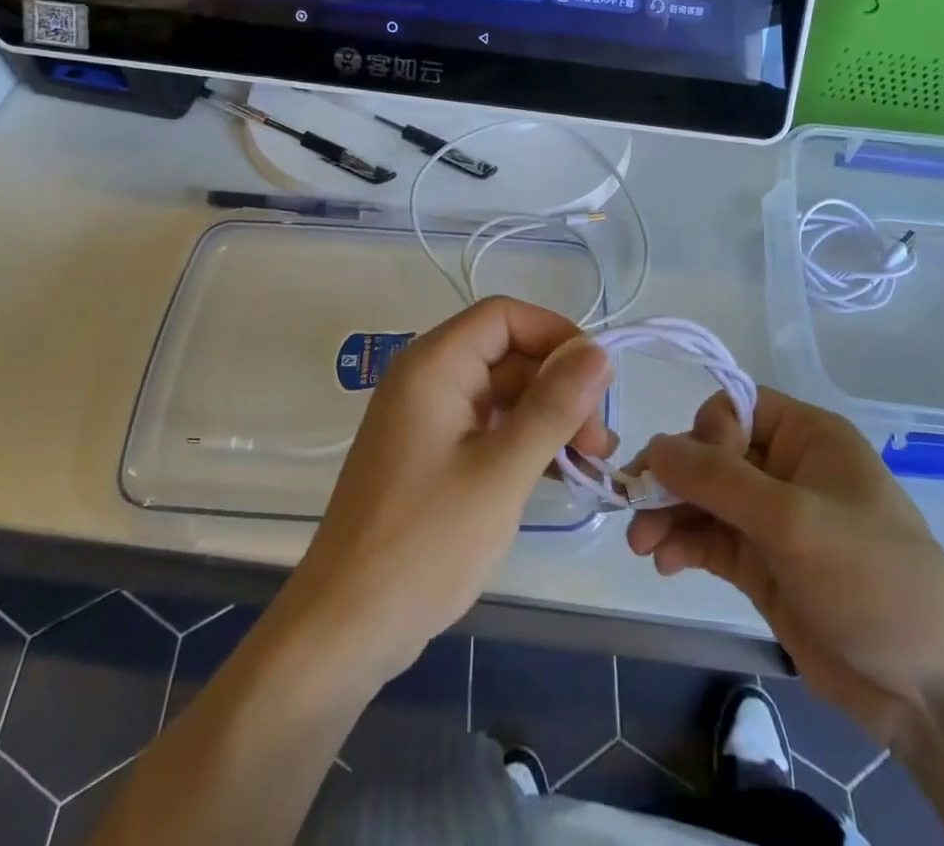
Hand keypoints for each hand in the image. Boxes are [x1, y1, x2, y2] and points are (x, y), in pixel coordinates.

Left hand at [278, 297, 614, 685]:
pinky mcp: (430, 453)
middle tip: (599, 442)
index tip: (597, 380)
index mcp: (434, 364)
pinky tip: (558, 473)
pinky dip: (524, 440)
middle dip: (559, 386)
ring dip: (548, 417)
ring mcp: (427, 417)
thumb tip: (599, 352)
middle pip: (507, 353)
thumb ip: (553, 406)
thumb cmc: (424, 543)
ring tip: (590, 461)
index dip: (556, 335)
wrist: (344, 628)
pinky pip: (487, 425)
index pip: (505, 316)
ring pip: (502, 392)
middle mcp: (427, 377)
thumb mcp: (502, 472)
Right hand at [628, 387, 943, 741]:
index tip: (692, 471)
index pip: (736, 406)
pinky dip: (683, 545)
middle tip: (636, 506)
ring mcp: (773, 520)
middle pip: (711, 453)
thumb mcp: (794, 521)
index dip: (706, 431)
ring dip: (669, 514)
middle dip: (673, 478)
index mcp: (807, 436)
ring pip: (704, 499)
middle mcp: (786, 469)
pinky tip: (664, 564)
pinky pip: (710, 539)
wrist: (930, 691)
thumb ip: (719, 480)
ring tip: (642, 545)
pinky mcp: (763, 565)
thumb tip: (654, 445)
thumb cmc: (872, 579)